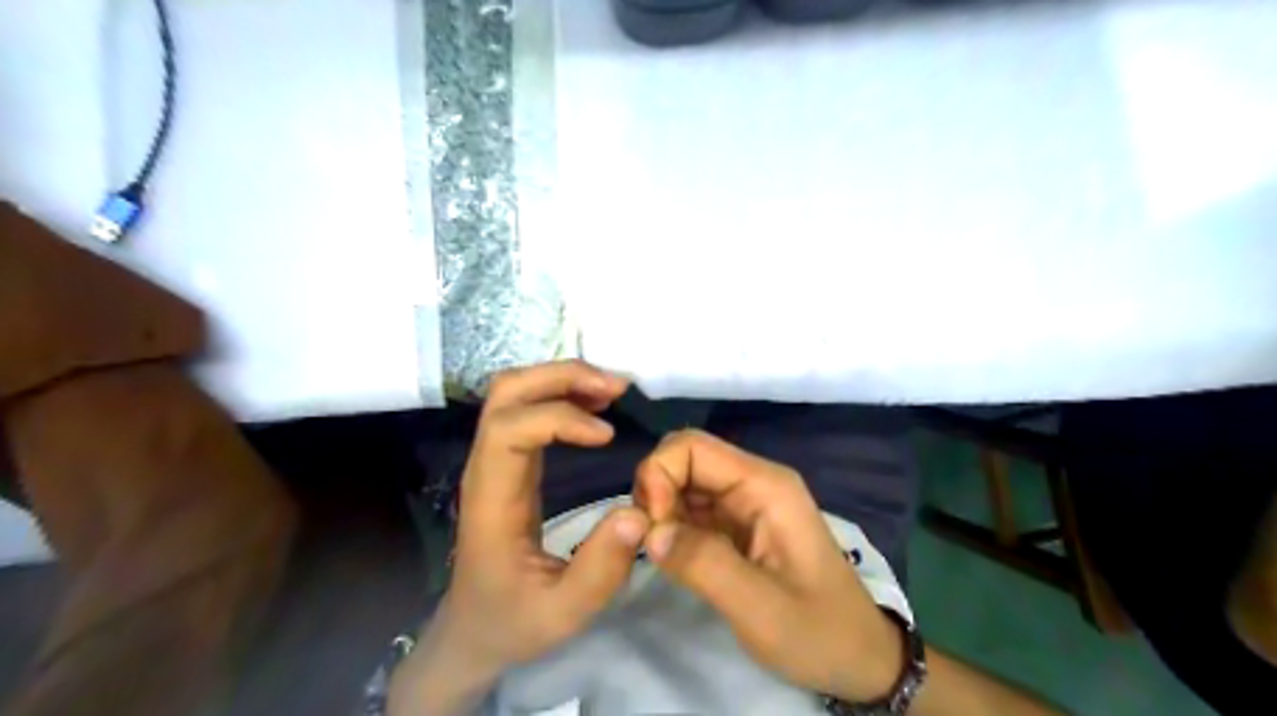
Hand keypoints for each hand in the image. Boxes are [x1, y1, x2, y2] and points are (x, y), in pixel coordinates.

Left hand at [432, 361, 648, 672]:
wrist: (473, 630)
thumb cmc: (513, 621)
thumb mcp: (563, 614)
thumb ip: (601, 570)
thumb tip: (637, 513)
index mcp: (493, 500)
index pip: (509, 429)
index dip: (558, 418)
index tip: (607, 436)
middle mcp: (487, 468)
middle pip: (506, 392)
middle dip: (561, 377)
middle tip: (616, 387)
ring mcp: (494, 461)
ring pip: (514, 393)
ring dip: (562, 379)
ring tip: (612, 391)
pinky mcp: (509, 464)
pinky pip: (527, 410)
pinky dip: (561, 395)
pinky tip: (596, 407)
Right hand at [634, 427, 896, 701]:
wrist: (859, 658)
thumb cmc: (818, 631)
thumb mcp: (761, 608)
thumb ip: (704, 565)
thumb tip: (649, 532)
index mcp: (765, 485)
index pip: (692, 446)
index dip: (659, 474)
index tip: (652, 526)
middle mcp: (753, 482)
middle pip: (685, 459)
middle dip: (656, 492)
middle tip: (652, 541)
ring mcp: (746, 503)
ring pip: (685, 483)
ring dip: (662, 510)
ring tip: (662, 554)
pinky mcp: (738, 525)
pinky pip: (693, 509)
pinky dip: (672, 526)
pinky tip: (674, 556)